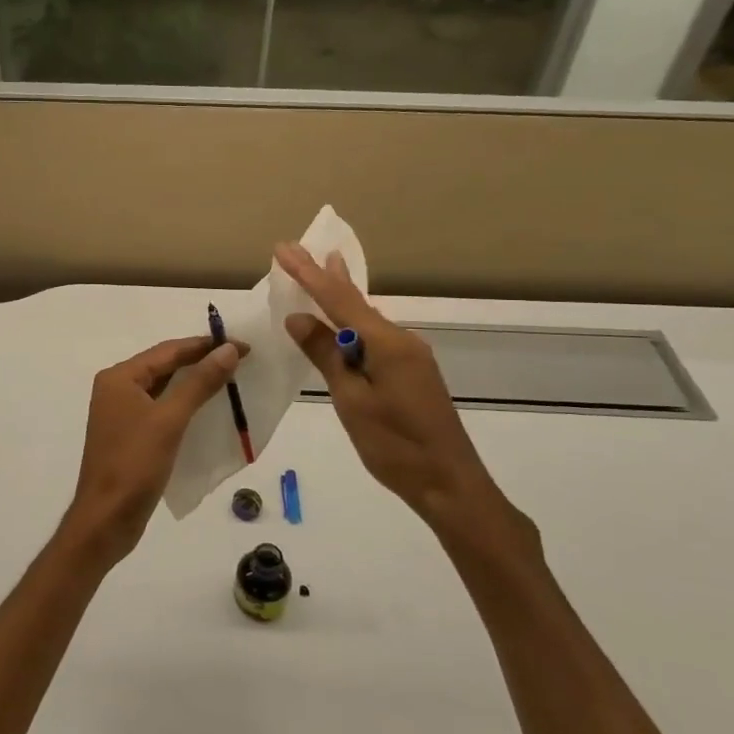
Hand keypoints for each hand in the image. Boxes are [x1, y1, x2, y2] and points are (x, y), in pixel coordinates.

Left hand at [59, 336, 241, 569]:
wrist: (106, 520)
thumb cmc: (134, 465)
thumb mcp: (170, 420)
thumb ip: (199, 382)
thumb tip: (228, 349)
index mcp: (119, 378)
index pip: (168, 350)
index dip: (206, 345)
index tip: (243, 346)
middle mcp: (117, 389)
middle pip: (165, 366)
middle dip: (202, 361)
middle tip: (241, 360)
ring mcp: (122, 414)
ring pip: (164, 389)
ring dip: (195, 383)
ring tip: (232, 380)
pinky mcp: (131, 437)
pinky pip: (162, 410)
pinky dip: (186, 406)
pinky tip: (209, 410)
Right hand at [276, 243, 539, 566]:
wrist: (450, 485)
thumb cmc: (396, 446)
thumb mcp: (352, 401)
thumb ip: (326, 356)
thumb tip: (299, 318)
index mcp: (386, 344)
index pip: (338, 299)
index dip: (308, 273)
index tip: (283, 248)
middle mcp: (401, 341)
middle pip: (355, 301)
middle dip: (324, 275)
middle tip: (298, 250)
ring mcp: (410, 356)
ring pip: (366, 319)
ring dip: (339, 296)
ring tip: (323, 268)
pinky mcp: (411, 373)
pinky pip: (374, 337)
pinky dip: (352, 322)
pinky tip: (343, 321)